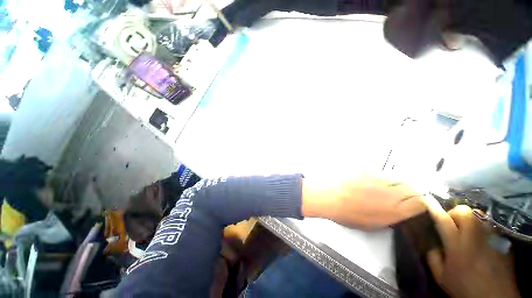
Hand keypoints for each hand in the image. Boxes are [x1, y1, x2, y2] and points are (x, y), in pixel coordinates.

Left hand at [301, 173, 425, 228]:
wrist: (327, 196)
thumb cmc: (345, 214)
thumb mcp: (370, 224)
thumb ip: (389, 217)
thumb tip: (397, 210)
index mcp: (394, 210)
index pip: (422, 203)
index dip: (424, 202)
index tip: (419, 203)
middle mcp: (391, 192)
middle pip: (414, 187)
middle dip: (414, 191)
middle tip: (405, 194)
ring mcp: (378, 178)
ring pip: (398, 177)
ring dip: (397, 183)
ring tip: (385, 187)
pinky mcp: (367, 169)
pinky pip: (379, 172)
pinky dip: (379, 176)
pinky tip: (369, 180)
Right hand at [423, 196, 520, 297]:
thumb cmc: (464, 288)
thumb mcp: (441, 277)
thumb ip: (432, 257)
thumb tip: (429, 242)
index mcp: (456, 246)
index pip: (443, 220)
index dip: (433, 207)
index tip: (425, 197)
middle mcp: (475, 237)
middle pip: (464, 212)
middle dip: (455, 213)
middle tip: (452, 224)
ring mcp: (491, 238)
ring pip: (479, 215)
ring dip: (469, 219)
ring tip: (467, 232)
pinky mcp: (502, 240)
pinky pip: (489, 226)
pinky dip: (482, 228)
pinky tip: (481, 241)